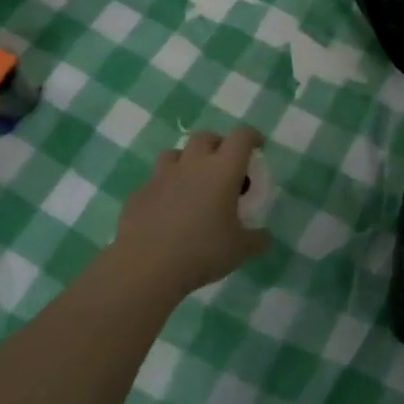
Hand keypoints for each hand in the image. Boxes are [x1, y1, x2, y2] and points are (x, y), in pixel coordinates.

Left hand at [112, 128, 269, 294]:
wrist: (146, 266)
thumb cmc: (202, 251)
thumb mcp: (240, 250)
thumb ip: (257, 239)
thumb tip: (264, 237)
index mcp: (222, 171)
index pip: (241, 137)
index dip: (252, 137)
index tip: (257, 147)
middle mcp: (192, 165)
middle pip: (205, 137)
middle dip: (218, 145)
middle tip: (224, 166)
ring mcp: (162, 177)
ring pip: (175, 153)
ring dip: (187, 161)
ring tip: (193, 183)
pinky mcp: (139, 194)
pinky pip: (155, 182)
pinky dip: (165, 189)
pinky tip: (167, 212)